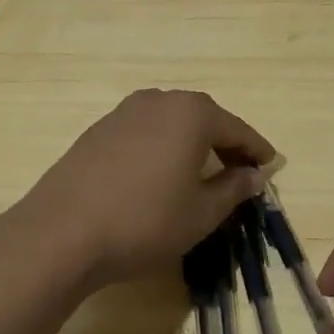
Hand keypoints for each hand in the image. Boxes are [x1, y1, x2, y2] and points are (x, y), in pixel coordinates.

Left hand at [13, 89, 274, 286]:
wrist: (61, 232)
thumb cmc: (145, 221)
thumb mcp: (201, 213)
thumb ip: (234, 188)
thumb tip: (254, 175)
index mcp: (193, 114)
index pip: (237, 129)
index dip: (257, 150)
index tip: (271, 166)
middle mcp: (160, 100)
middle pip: (205, 119)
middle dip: (225, 143)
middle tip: (240, 171)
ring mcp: (125, 111)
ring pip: (172, 123)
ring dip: (192, 143)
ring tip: (201, 173)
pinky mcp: (99, 129)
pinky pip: (145, 131)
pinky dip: (162, 146)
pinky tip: (159, 174)